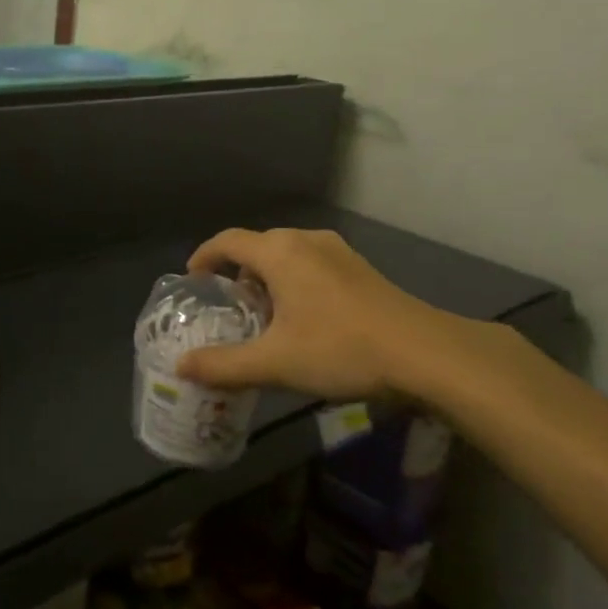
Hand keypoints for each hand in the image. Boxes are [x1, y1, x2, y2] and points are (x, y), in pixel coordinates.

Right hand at [176, 227, 522, 409]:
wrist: (426, 354)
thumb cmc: (341, 349)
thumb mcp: (274, 363)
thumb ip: (223, 365)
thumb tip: (181, 367)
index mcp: (279, 252)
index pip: (227, 240)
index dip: (203, 257)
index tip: (192, 281)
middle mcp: (306, 241)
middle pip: (257, 246)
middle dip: (236, 273)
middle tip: (228, 308)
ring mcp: (338, 252)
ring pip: (287, 255)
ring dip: (267, 278)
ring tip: (263, 316)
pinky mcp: (360, 269)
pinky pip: (311, 265)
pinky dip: (294, 282)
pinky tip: (304, 319)